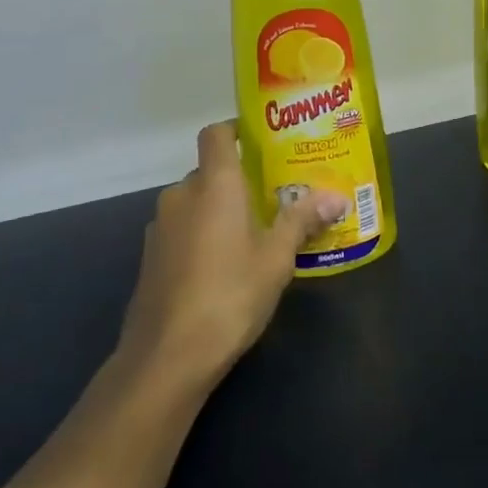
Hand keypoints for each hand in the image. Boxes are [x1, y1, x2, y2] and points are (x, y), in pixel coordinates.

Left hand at [118, 121, 345, 386]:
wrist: (167, 357)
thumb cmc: (230, 293)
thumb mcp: (277, 257)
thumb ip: (302, 220)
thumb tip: (337, 197)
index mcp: (214, 183)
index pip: (216, 133)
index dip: (236, 130)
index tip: (262, 143)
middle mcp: (181, 194)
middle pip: (209, 171)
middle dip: (238, 182)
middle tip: (272, 199)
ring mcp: (160, 227)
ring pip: (194, 203)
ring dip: (218, 211)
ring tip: (252, 235)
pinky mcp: (150, 258)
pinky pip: (181, 231)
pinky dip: (200, 236)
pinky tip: (222, 267)